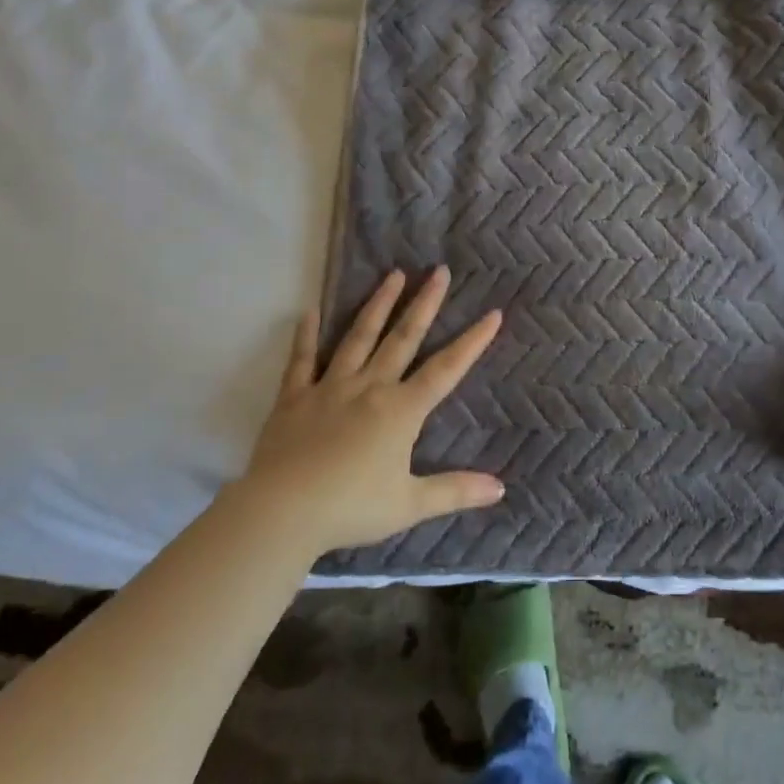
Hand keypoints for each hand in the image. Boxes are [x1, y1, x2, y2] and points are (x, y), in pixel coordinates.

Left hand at [239, 267, 505, 554]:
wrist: (282, 513)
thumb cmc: (351, 509)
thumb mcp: (410, 505)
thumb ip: (455, 491)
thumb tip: (501, 489)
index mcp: (401, 410)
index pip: (446, 369)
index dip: (472, 341)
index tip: (493, 313)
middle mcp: (370, 387)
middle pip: (403, 338)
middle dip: (424, 303)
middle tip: (438, 270)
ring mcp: (330, 387)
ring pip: (359, 337)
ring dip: (378, 304)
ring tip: (393, 274)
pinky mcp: (294, 397)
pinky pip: (302, 360)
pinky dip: (306, 335)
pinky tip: (310, 310)